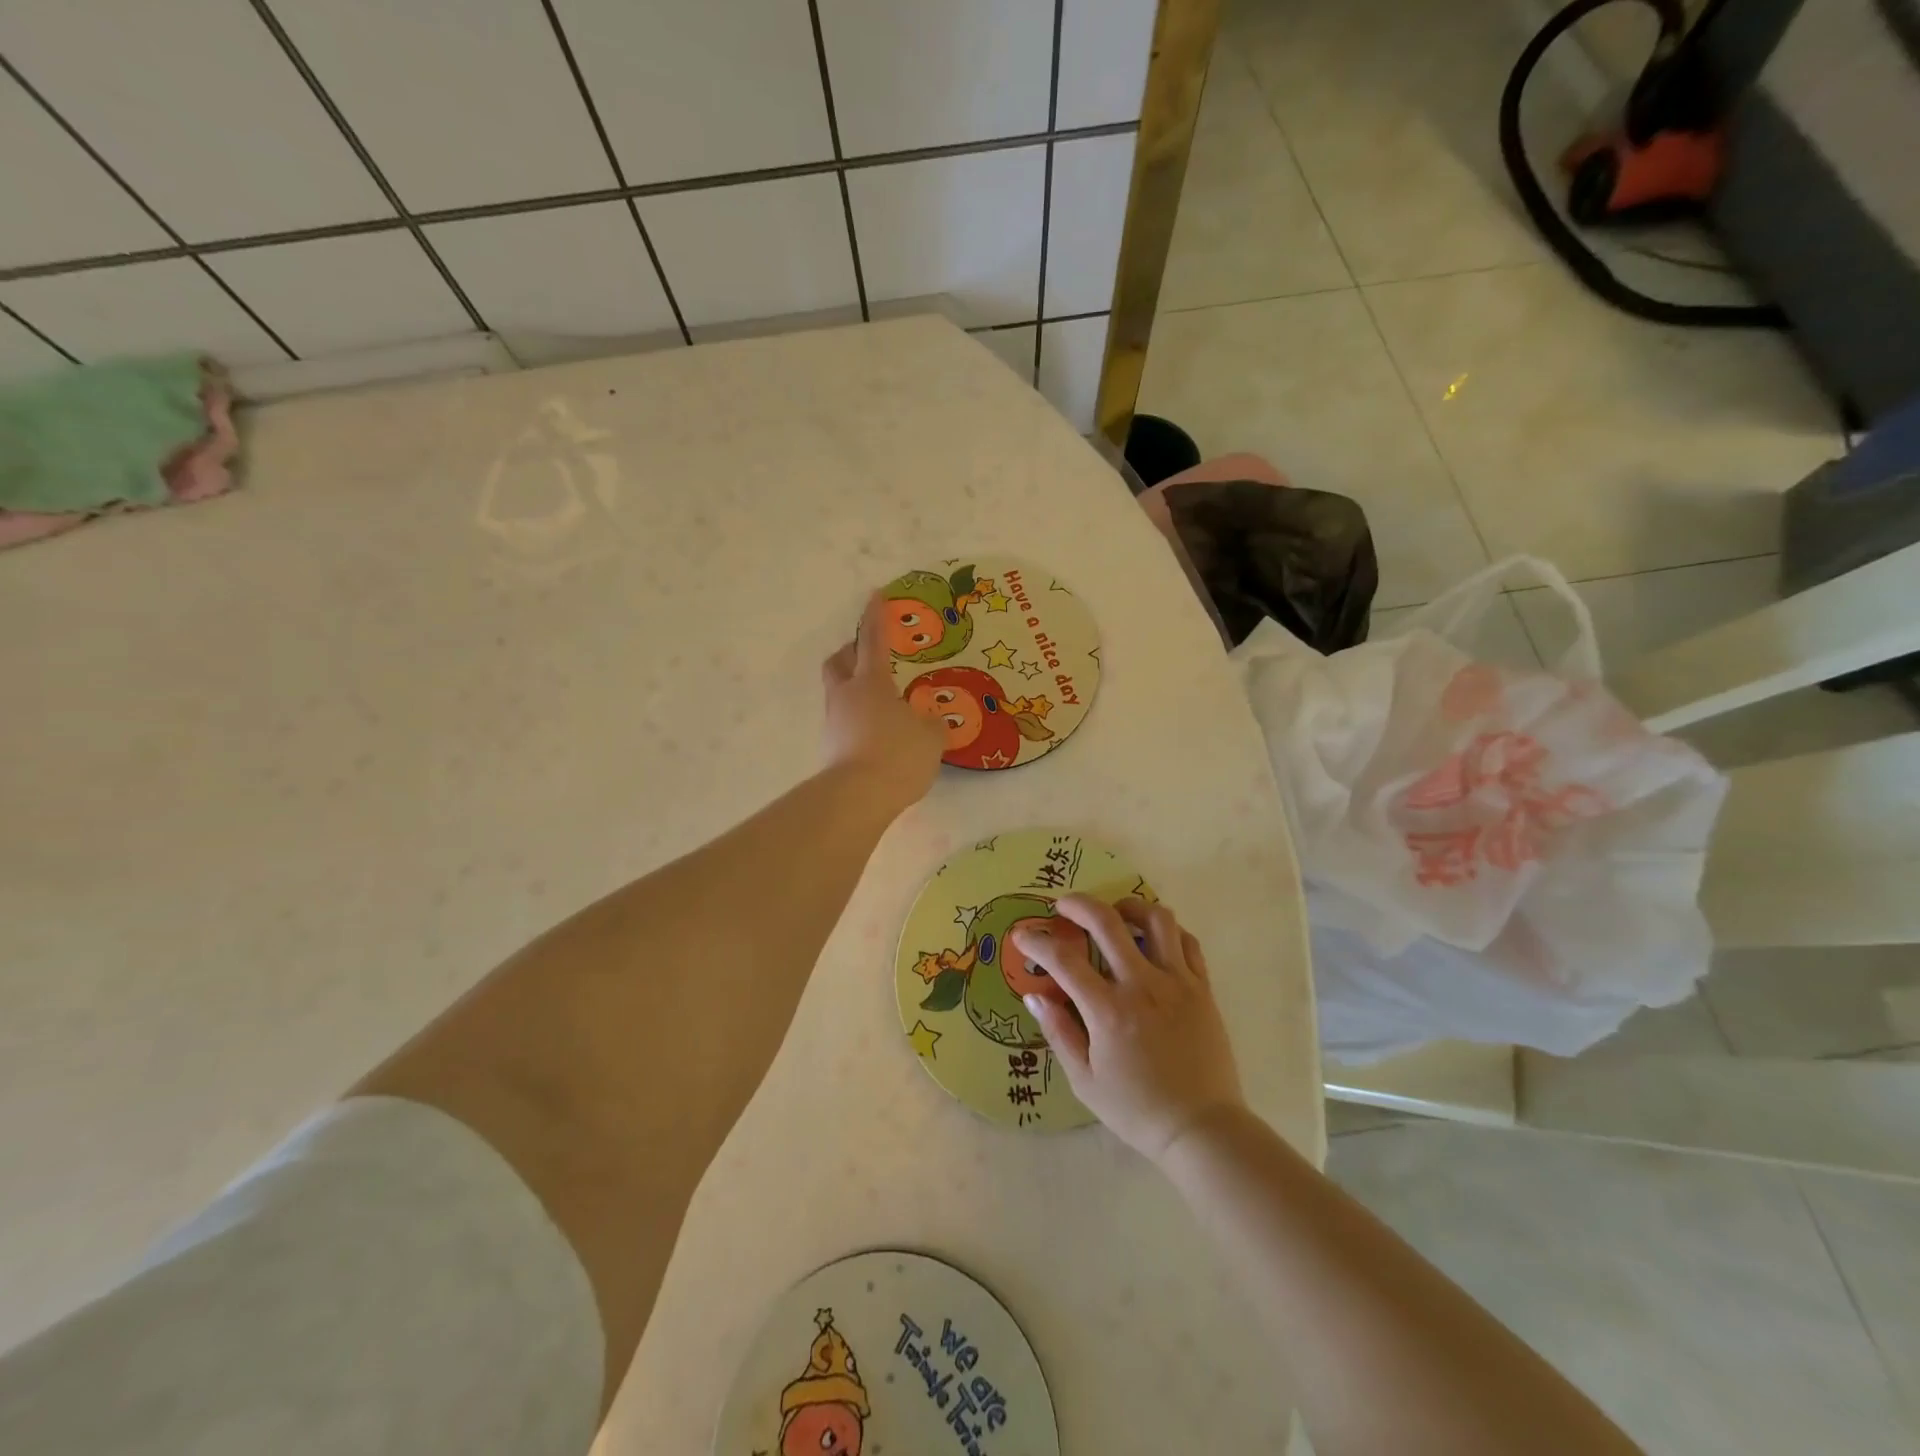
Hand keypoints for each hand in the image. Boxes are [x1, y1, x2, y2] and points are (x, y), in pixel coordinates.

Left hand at [821, 593, 944, 807]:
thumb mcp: (930, 738)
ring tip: (882, 705)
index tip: (875, 595)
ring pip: (839, 694)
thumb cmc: (897, 754)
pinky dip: (858, 721)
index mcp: (871, 682)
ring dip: (855, 691)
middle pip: (839, 662)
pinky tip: (877, 737)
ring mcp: (833, 723)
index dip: (876, 617)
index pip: (874, 641)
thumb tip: (930, 722)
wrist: (858, 797)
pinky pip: (844, 723)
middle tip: (867, 655)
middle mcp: (846, 696)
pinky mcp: (830, 749)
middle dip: (851, 653)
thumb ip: (932, 725)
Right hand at [1013, 896, 1245, 1164]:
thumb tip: (1034, 997)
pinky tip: (1153, 940)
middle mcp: (1143, 985)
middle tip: (1063, 905)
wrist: (1202, 1129)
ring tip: (1115, 914)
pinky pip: (1187, 941)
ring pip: (1156, 919)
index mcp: (1108, 1011)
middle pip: (1107, 921)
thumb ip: (1059, 1033)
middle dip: (1078, 904)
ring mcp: (1177, 982)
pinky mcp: (1202, 988)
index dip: (1037, 942)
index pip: (1064, 959)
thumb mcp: (1085, 1082)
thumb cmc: (1137, 1110)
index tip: (1022, 936)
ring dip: (1129, 907)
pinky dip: (1167, 931)